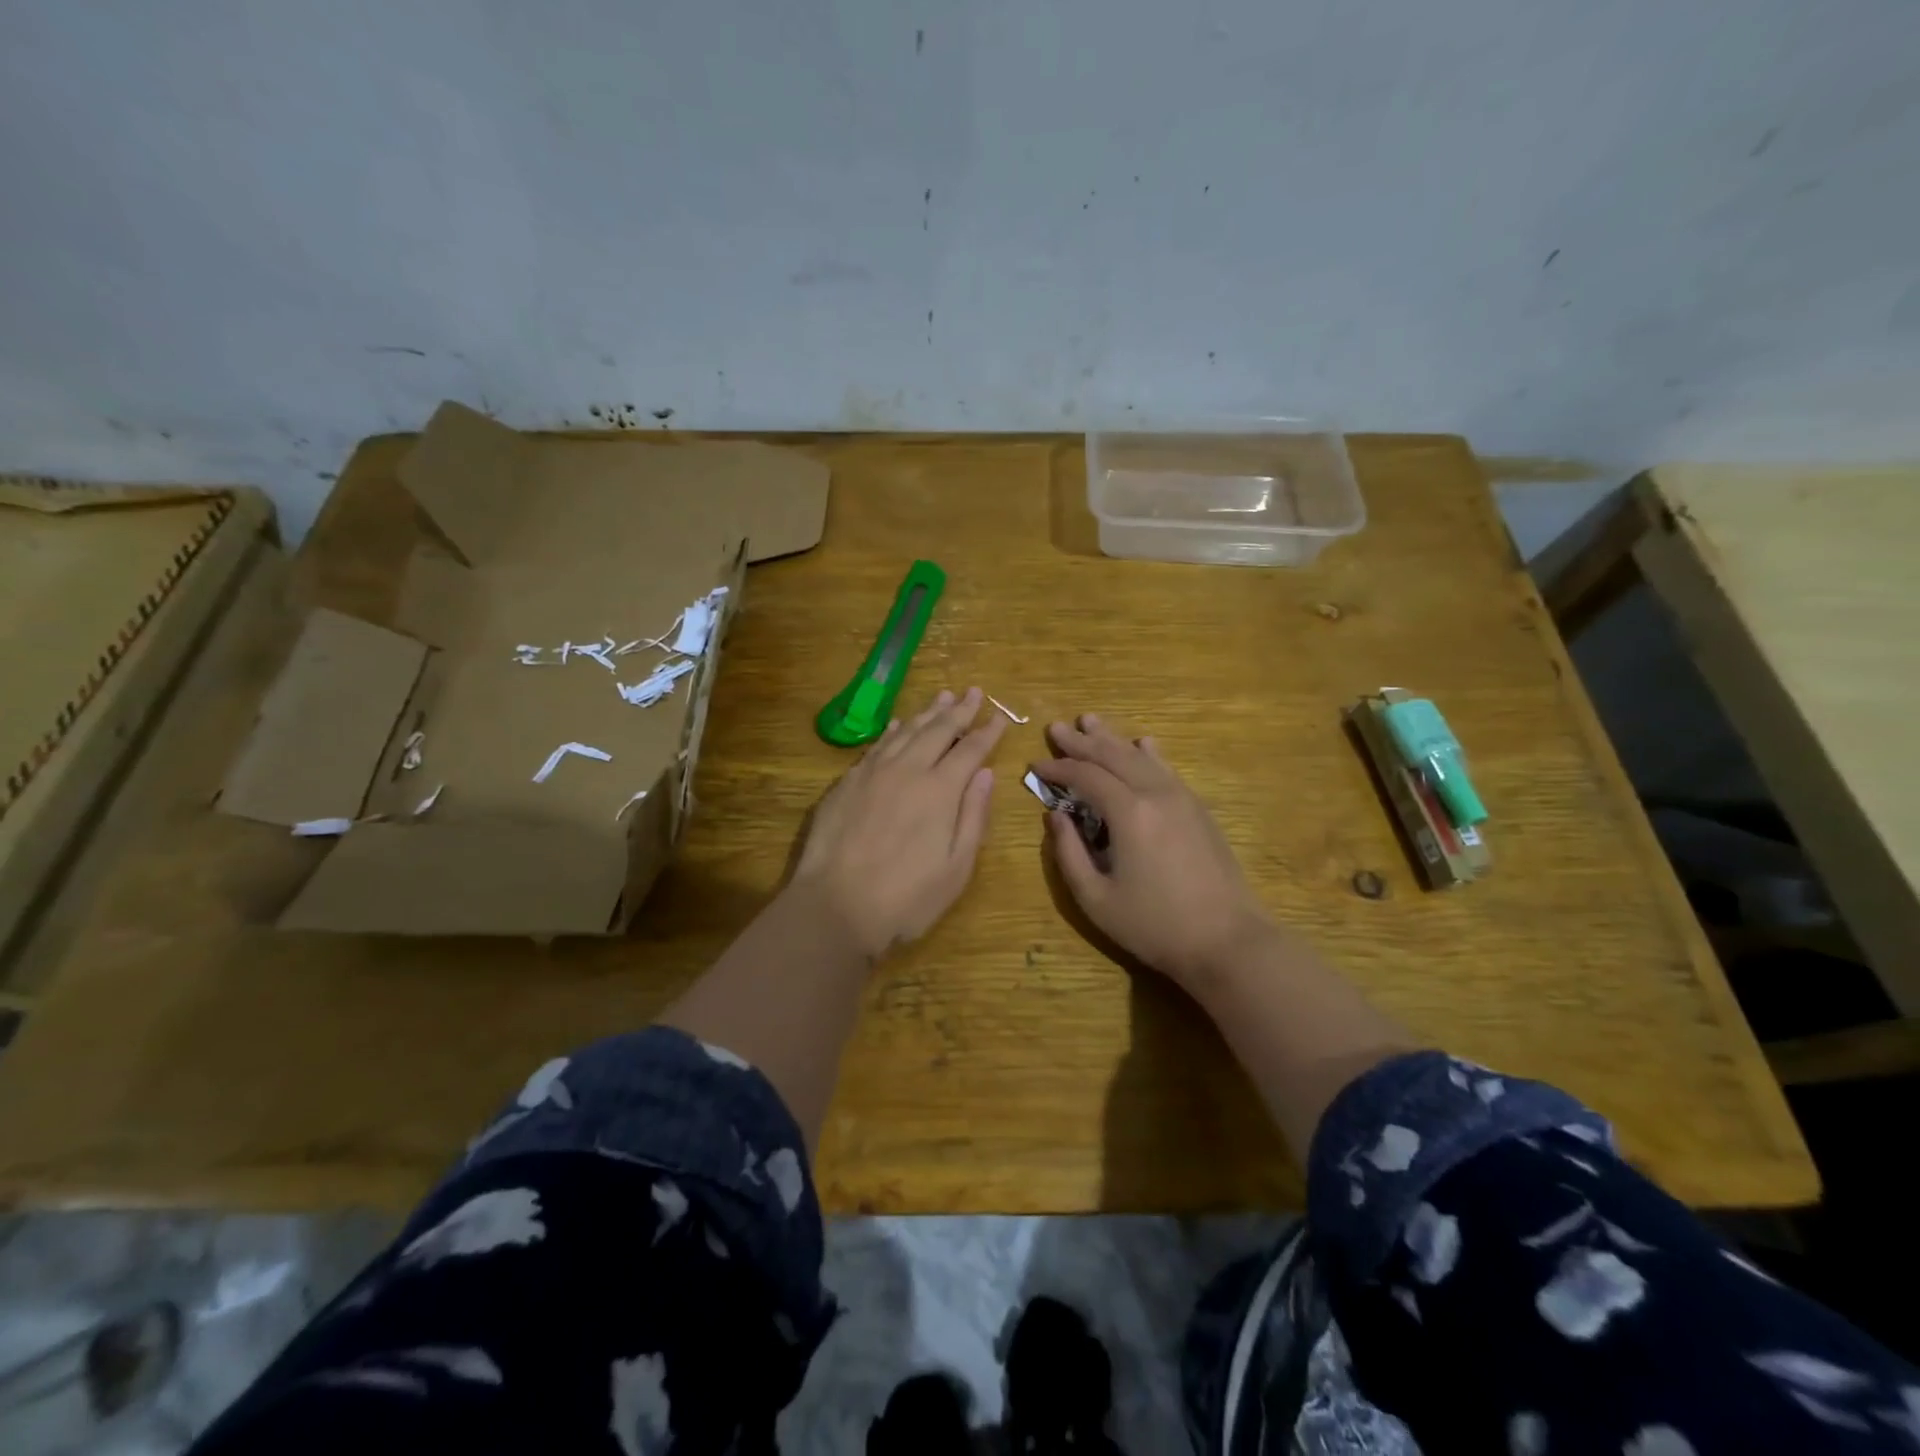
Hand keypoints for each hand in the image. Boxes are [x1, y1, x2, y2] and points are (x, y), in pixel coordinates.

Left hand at [792, 687, 1004, 958]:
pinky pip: (875, 746)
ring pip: (905, 731)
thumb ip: (973, 816)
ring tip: (942, 696)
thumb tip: (986, 774)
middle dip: (959, 710)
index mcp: (940, 790)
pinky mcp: (846, 783)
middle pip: (938, 730)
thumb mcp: (956, 868)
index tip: (1000, 717)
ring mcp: (872, 773)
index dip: (987, 732)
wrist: (834, 907)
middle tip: (973, 691)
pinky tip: (897, 725)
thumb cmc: (906, 898)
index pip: (970, 750)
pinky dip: (892, 731)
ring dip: (926, 713)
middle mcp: (907, 770)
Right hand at [1035, 713, 1272, 987]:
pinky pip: (1166, 769)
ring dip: (1113, 738)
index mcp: (1128, 813)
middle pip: (1113, 755)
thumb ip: (1069, 853)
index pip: (1085, 776)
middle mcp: (1155, 793)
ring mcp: (1182, 798)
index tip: (1035, 764)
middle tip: (1057, 727)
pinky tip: (1143, 743)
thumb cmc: (1155, 925)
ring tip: (1091, 721)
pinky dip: (1148, 753)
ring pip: (1140, 756)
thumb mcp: (1096, 898)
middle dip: (1081, 741)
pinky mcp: (1198, 809)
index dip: (1057, 768)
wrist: (1228, 941)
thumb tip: (1054, 816)